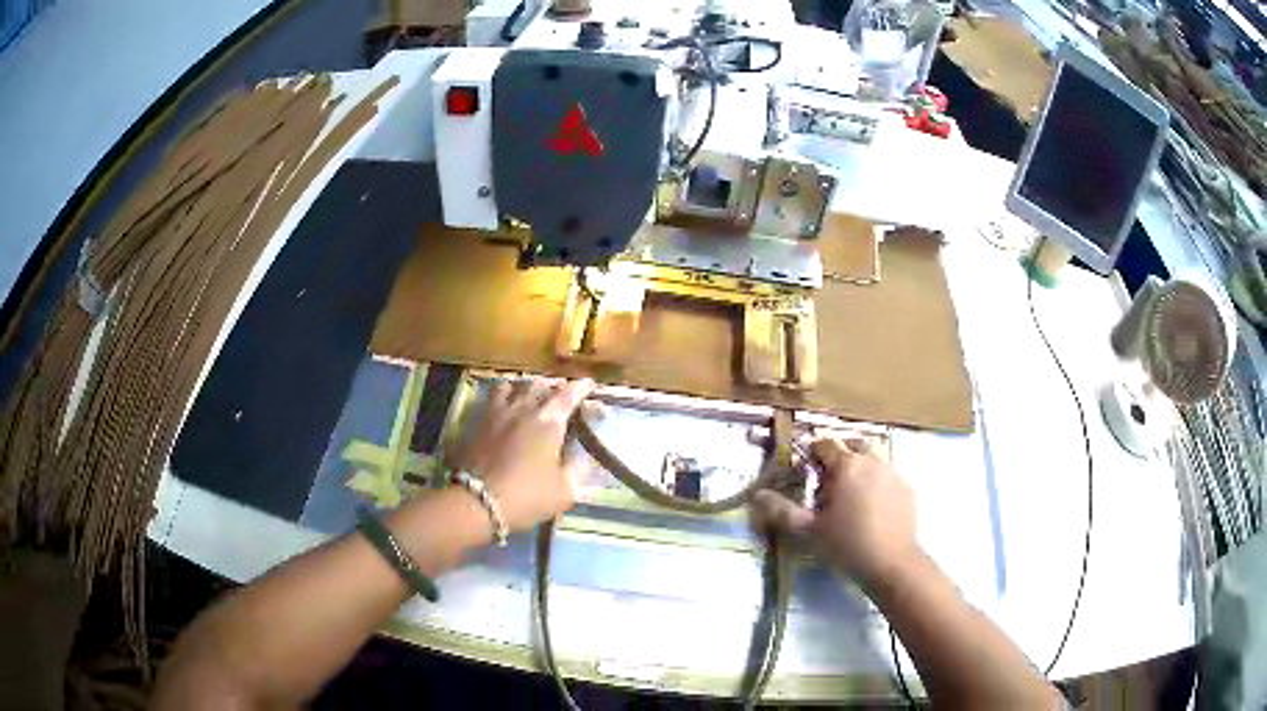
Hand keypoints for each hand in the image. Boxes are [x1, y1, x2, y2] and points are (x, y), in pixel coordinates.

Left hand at [449, 377, 594, 531]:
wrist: (476, 501)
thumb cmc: (527, 496)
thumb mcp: (565, 490)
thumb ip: (578, 468)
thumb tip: (585, 454)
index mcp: (549, 422)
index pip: (569, 395)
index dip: (581, 387)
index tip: (589, 383)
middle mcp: (524, 408)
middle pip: (541, 385)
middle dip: (554, 386)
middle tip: (561, 392)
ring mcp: (498, 412)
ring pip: (514, 385)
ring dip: (527, 386)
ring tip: (531, 392)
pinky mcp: (478, 421)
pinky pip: (492, 396)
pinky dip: (503, 393)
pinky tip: (504, 404)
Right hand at [752, 437, 919, 586]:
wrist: (892, 563)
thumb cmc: (847, 544)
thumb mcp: (809, 530)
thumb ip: (782, 510)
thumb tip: (757, 495)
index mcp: (847, 465)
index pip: (825, 443)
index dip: (812, 454)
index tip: (806, 472)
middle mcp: (872, 460)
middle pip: (852, 447)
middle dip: (839, 459)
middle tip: (829, 486)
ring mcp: (894, 473)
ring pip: (873, 460)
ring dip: (860, 470)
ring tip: (851, 499)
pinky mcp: (907, 488)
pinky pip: (888, 477)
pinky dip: (878, 485)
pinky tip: (873, 510)